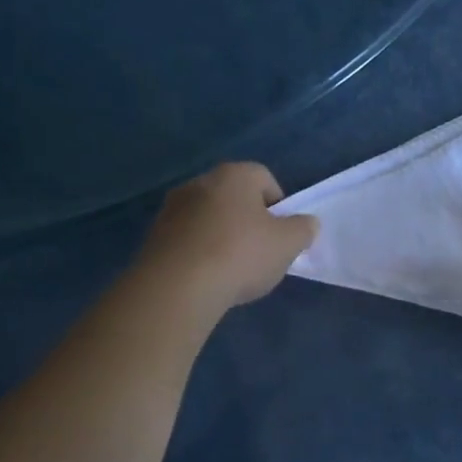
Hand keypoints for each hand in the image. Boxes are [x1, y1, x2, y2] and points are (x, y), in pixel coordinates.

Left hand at [139, 163, 318, 314]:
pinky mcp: (154, 235)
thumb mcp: (288, 244)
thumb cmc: (241, 255)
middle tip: (260, 252)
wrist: (177, 286)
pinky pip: (188, 239)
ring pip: (209, 218)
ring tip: (232, 269)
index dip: (279, 206)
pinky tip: (207, 277)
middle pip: (234, 197)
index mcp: (234, 175)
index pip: (265, 179)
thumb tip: (307, 223)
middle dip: (249, 221)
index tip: (282, 235)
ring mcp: (172, 208)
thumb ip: (303, 229)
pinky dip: (200, 252)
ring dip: (222, 236)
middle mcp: (200, 182)